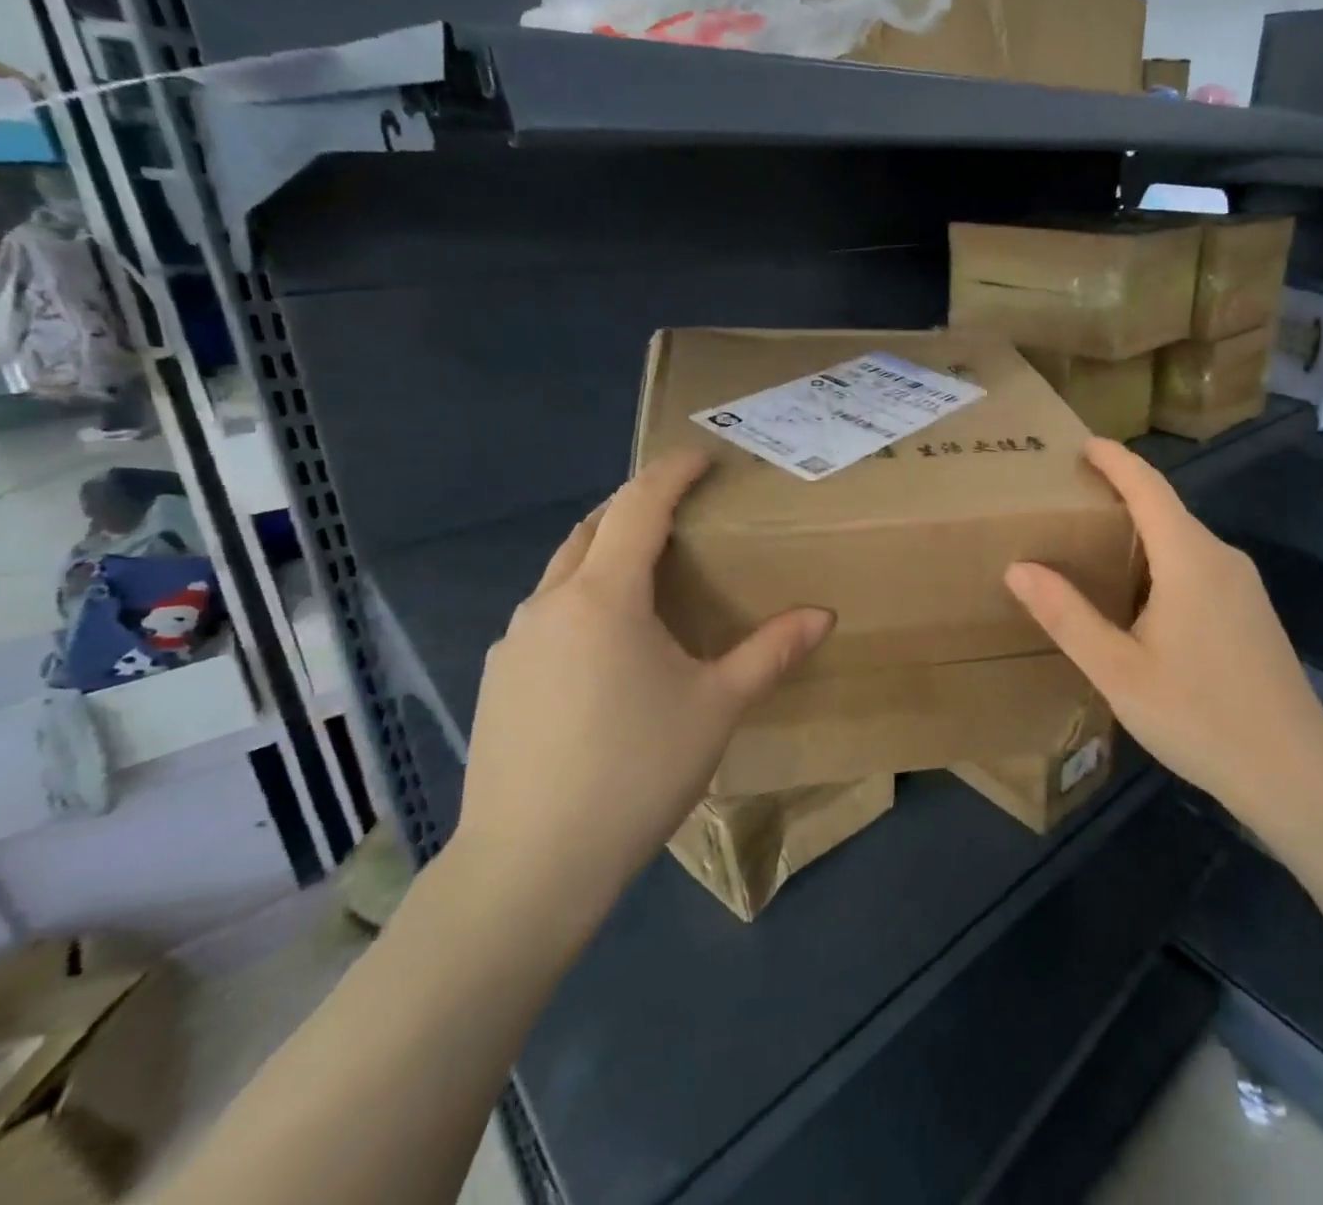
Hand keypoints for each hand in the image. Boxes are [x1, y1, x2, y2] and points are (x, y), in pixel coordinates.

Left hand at [451, 450, 832, 926]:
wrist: (531, 865)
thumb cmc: (636, 769)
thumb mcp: (717, 706)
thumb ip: (771, 652)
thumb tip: (823, 616)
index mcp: (604, 596)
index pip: (638, 506)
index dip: (671, 473)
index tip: (701, 456)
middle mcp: (550, 604)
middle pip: (592, 529)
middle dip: (634, 506)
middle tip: (678, 510)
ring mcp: (514, 643)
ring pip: (563, 573)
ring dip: (604, 554)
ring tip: (647, 576)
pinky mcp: (499, 680)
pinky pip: (546, 616)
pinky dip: (582, 601)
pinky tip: (607, 647)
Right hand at [1004, 439, 1322, 840]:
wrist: (1294, 772)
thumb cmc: (1198, 716)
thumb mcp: (1117, 670)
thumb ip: (1067, 615)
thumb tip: (1018, 567)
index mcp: (1189, 560)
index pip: (1148, 486)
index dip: (1115, 459)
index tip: (1082, 444)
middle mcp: (1221, 559)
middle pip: (1166, 509)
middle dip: (1120, 495)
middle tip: (1070, 501)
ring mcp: (1244, 586)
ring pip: (1184, 540)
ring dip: (1141, 532)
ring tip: (1094, 546)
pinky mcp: (1252, 612)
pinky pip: (1199, 566)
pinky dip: (1162, 561)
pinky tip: (1139, 597)